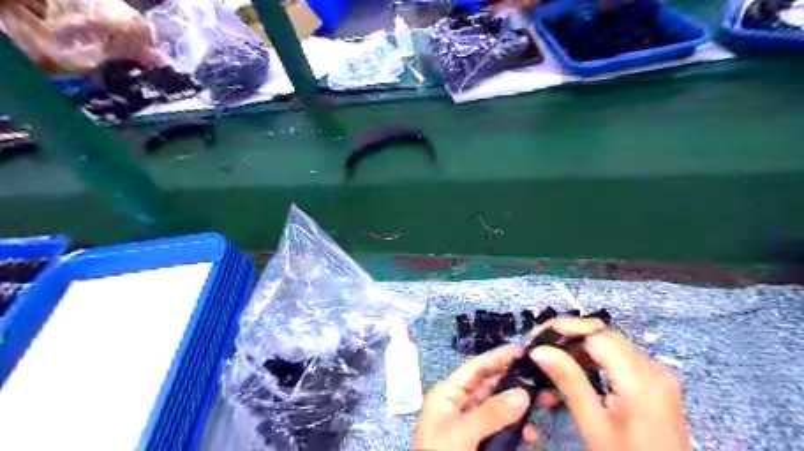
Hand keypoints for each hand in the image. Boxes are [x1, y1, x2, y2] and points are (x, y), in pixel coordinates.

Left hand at [415, 346, 552, 446]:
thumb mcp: (462, 433)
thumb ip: (491, 413)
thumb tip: (523, 393)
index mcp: (447, 394)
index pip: (475, 368)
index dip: (497, 357)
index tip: (523, 350)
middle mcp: (459, 404)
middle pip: (489, 385)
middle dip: (514, 382)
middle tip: (542, 378)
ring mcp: (470, 424)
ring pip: (498, 407)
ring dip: (520, 407)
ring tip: (545, 403)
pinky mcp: (480, 442)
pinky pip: (501, 429)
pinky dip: (517, 430)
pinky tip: (532, 435)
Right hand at [533, 317, 690, 450]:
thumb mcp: (594, 425)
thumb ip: (569, 381)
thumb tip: (538, 350)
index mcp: (642, 379)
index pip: (597, 334)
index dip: (565, 329)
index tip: (536, 338)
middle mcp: (653, 368)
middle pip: (603, 336)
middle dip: (568, 339)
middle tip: (538, 350)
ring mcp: (656, 375)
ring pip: (608, 346)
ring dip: (577, 352)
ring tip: (550, 365)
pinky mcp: (653, 383)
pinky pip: (617, 360)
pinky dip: (592, 363)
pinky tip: (573, 375)